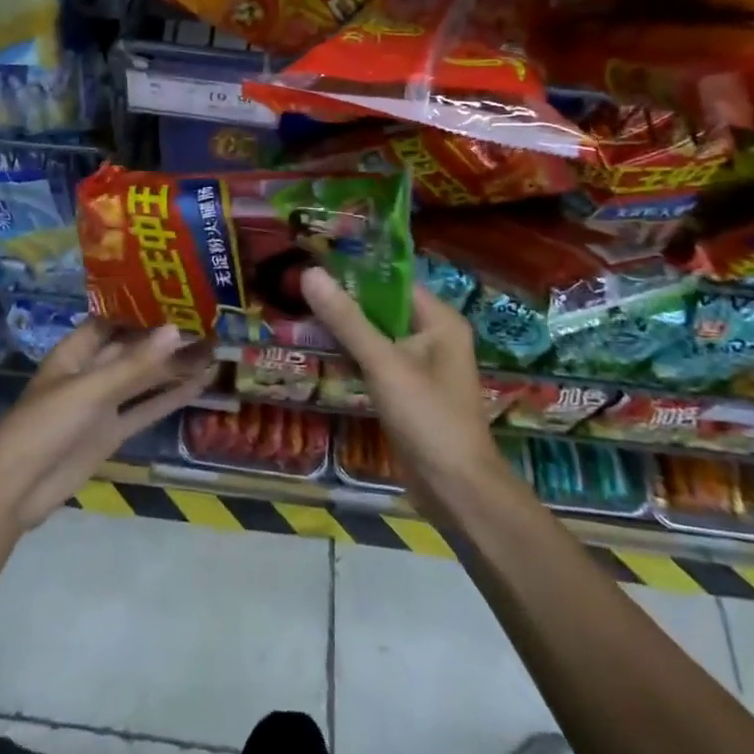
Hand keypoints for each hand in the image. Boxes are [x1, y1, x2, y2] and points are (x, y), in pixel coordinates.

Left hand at [0, 321, 213, 531]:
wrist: (16, 489)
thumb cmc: (45, 425)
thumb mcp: (90, 390)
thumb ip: (134, 365)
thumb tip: (175, 330)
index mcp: (75, 352)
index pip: (112, 320)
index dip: (141, 308)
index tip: (178, 294)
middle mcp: (90, 372)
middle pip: (133, 349)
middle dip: (165, 338)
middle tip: (209, 323)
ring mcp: (102, 404)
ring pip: (144, 379)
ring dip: (174, 367)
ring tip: (214, 350)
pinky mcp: (112, 432)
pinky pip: (145, 409)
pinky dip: (170, 398)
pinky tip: (199, 385)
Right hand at [302, 267, 511, 518]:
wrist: (456, 490)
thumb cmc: (428, 418)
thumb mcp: (383, 364)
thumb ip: (346, 319)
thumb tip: (309, 273)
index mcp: (439, 320)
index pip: (392, 281)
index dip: (354, 272)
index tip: (313, 263)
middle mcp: (433, 336)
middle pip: (381, 307)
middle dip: (343, 301)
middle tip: (297, 289)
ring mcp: (420, 365)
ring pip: (375, 334)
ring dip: (344, 329)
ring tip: (300, 314)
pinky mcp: (407, 390)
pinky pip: (375, 360)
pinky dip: (351, 354)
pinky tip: (319, 349)